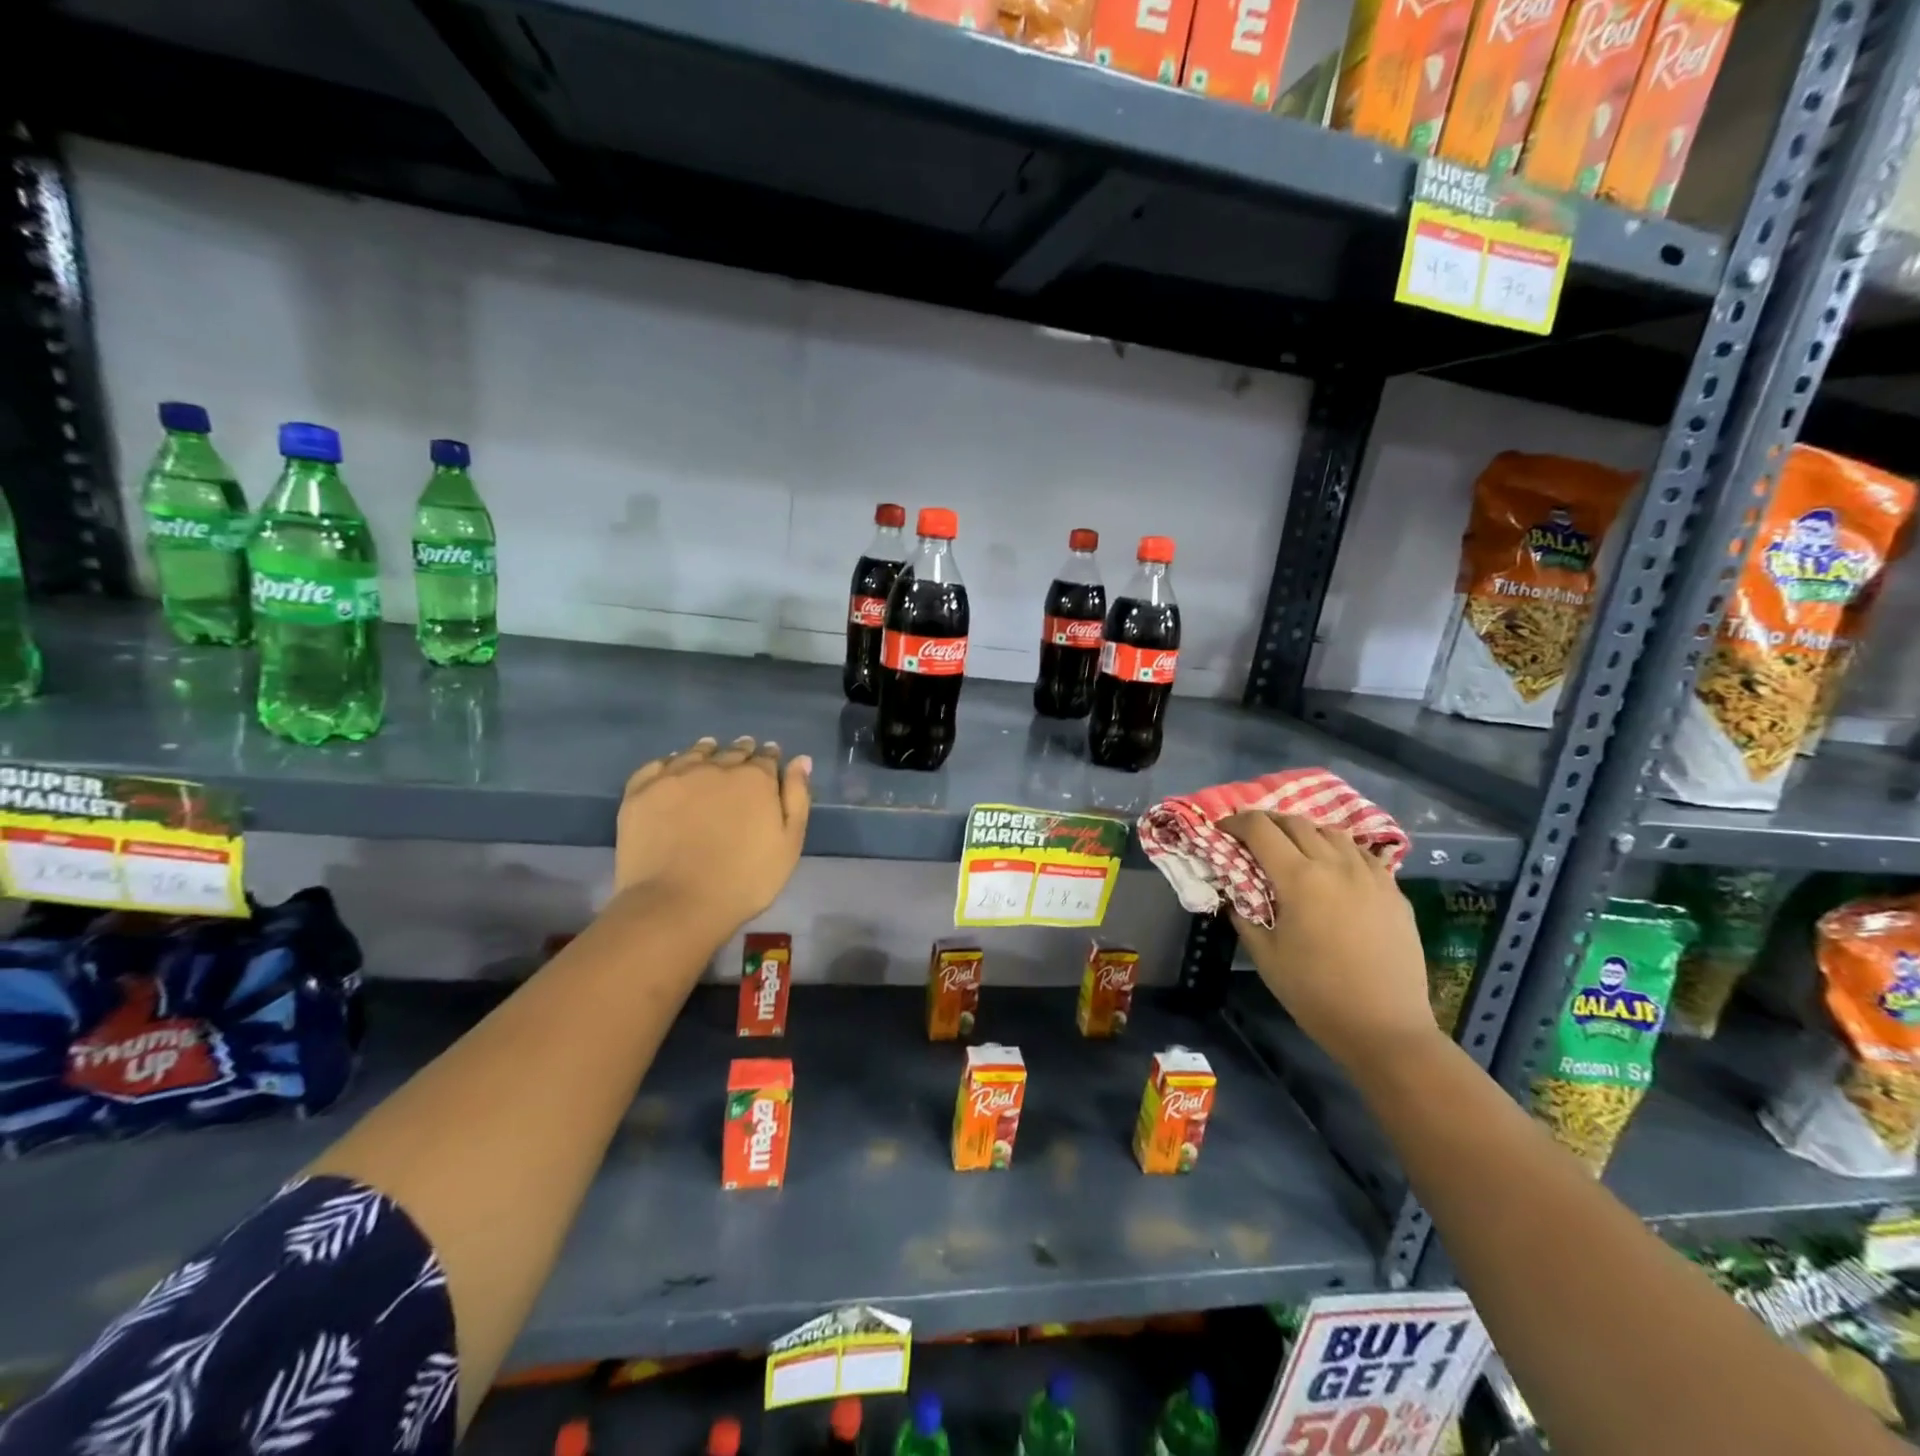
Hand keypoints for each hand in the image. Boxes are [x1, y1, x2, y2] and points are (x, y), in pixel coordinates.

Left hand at [613, 736, 811, 934]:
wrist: (676, 904)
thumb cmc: (745, 880)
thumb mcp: (788, 844)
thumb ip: (796, 798)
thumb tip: (800, 760)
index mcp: (755, 779)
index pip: (766, 758)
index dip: (770, 758)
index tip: (770, 759)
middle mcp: (715, 767)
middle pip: (732, 752)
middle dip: (741, 753)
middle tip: (743, 755)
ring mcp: (675, 776)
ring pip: (695, 753)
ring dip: (707, 751)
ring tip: (710, 753)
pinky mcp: (641, 791)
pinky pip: (657, 765)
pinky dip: (669, 762)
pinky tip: (672, 768)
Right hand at [1219, 812, 1440, 1072]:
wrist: (1384, 1027)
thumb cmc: (1314, 993)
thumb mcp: (1264, 955)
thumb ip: (1243, 914)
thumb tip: (1233, 891)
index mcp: (1298, 878)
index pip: (1259, 829)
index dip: (1235, 822)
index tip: (1222, 830)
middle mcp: (1335, 865)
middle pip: (1295, 822)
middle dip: (1267, 823)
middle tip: (1252, 838)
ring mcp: (1370, 875)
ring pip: (1331, 832)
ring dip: (1304, 833)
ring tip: (1293, 851)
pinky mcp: (1394, 891)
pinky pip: (1361, 854)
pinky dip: (1339, 850)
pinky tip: (1334, 870)